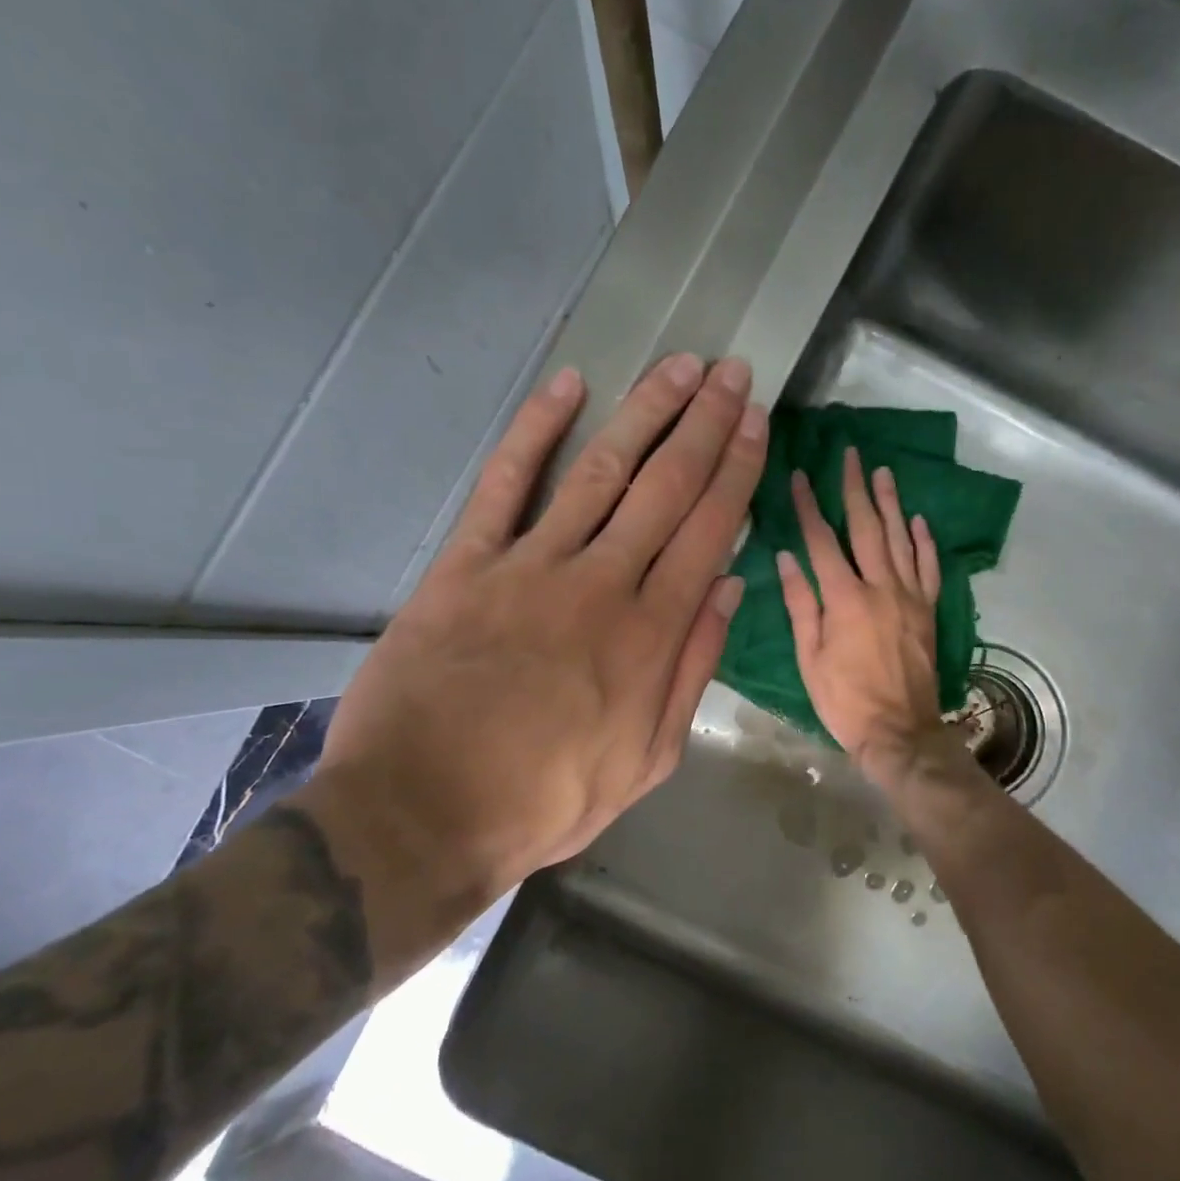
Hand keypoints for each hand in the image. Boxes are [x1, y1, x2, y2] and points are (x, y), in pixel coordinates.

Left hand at [315, 354, 766, 903]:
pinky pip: (505, 483)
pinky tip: (569, 386)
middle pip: (666, 487)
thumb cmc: (546, 799)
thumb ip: (691, 671)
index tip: (757, 423)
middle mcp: (601, 584)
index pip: (708, 532)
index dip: (737, 471)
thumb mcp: (648, 761)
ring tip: (680, 367)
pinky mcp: (466, 563)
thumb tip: (729, 591)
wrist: (422, 814)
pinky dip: (535, 429)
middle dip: (706, 424)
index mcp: (651, 635)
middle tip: (734, 374)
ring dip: (645, 411)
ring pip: (601, 471)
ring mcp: (530, 566)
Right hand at [778, 447, 945, 775]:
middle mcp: (880, 587)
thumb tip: (786, 556)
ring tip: (883, 472)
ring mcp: (910, 597)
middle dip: (856, 489)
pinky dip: (924, 540)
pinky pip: (928, 567)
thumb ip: (800, 604)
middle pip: (867, 528)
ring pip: (901, 539)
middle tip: (852, 455)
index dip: (808, 506)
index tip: (800, 476)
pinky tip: (918, 519)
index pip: (822, 541)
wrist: (900, 731)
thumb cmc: (844, 699)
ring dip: (891, 503)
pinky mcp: (928, 610)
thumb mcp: (809, 657)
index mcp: (844, 598)